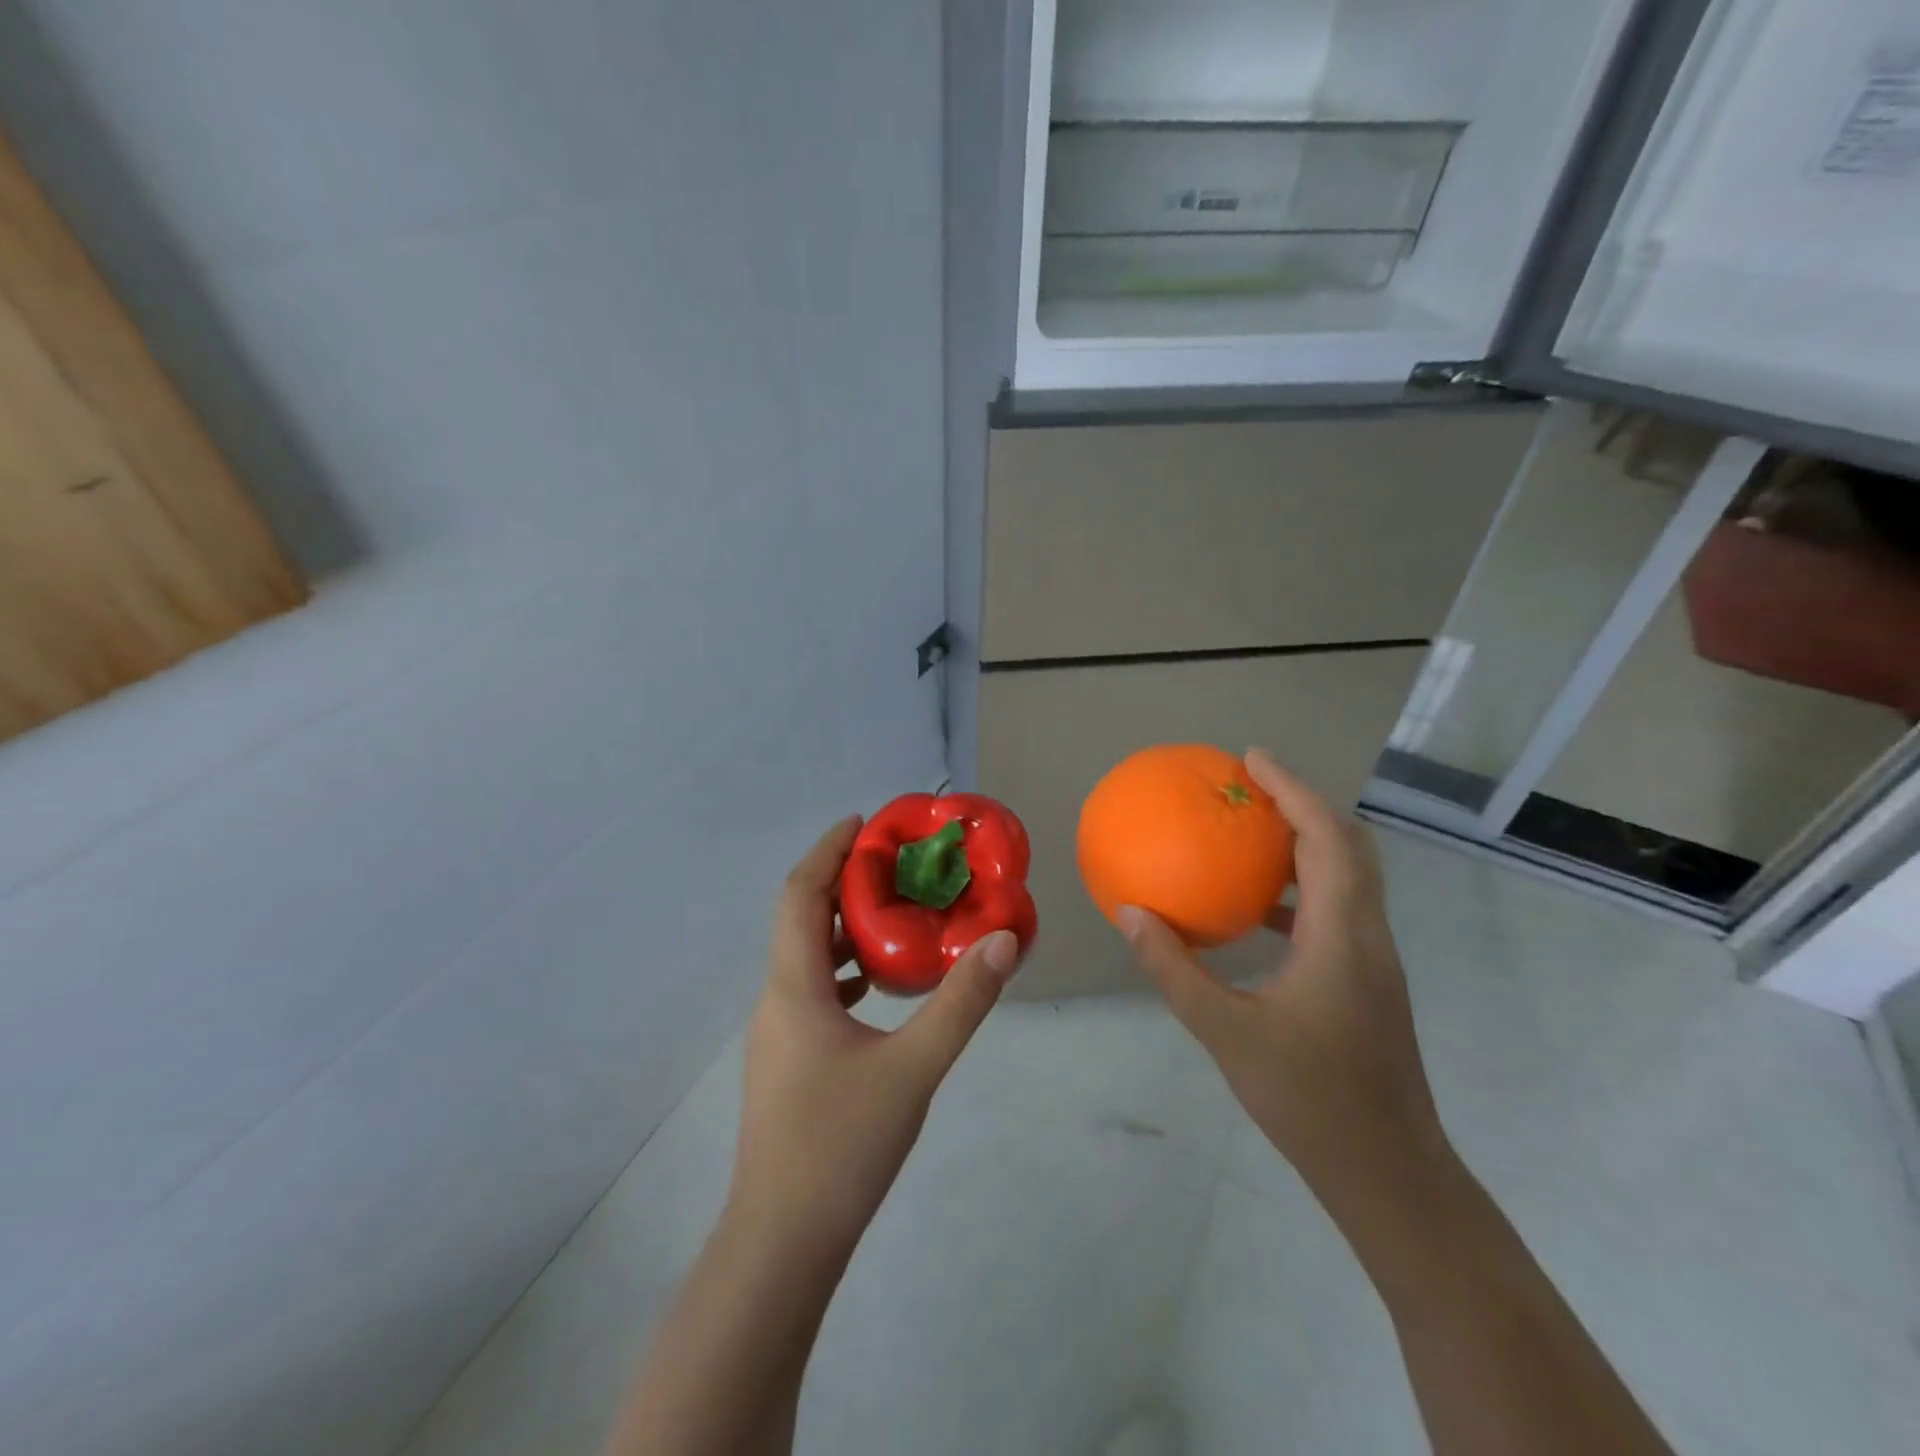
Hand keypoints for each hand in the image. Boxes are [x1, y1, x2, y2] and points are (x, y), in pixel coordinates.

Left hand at [730, 816, 1024, 1254]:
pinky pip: (813, 991)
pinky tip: (881, 985)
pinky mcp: (787, 1061)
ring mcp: (777, 1033)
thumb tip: (1004, 940)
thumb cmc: (842, 1144)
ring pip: (807, 958)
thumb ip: (963, 1001)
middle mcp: (776, 999)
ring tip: (896, 913)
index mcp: (793, 986)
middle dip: (842, 883)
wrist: (783, 1241)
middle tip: (895, 864)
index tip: (864, 823)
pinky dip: (844, 970)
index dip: (827, 850)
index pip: (800, 894)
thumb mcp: (915, 1067)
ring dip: (844, 927)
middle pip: (801, 919)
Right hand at [1117, 750, 1447, 1201]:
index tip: (1252, 758)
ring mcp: (1373, 959)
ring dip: (1307, 842)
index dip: (1292, 790)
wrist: (1388, 1172)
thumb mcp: (1225, 1031)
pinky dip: (1302, 887)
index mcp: (1340, 935)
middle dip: (1304, 804)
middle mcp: (1367, 935)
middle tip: (1251, 786)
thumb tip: (1130, 913)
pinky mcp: (1367, 981)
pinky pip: (1337, 909)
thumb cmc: (1309, 1098)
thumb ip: (1174, 968)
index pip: (1325, 839)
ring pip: (1350, 876)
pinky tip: (1258, 909)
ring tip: (1252, 833)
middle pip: (1349, 846)